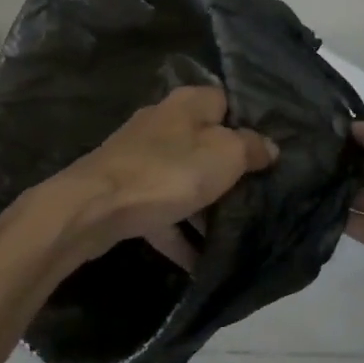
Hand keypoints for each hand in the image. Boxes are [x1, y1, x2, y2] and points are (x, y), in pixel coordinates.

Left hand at [24, 86, 277, 269]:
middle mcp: (162, 122)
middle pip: (204, 142)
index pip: (225, 101)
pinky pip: (161, 210)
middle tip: (254, 193)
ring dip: (203, 205)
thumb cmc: (169, 172)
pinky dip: (178, 231)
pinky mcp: (123, 190)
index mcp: (188, 104)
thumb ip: (251, 148)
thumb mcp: (226, 155)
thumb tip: (269, 146)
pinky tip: (197, 260)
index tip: (266, 153)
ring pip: (182, 178)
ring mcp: (138, 157)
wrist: (94, 208)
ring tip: (230, 232)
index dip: (247, 124)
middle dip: (227, 170)